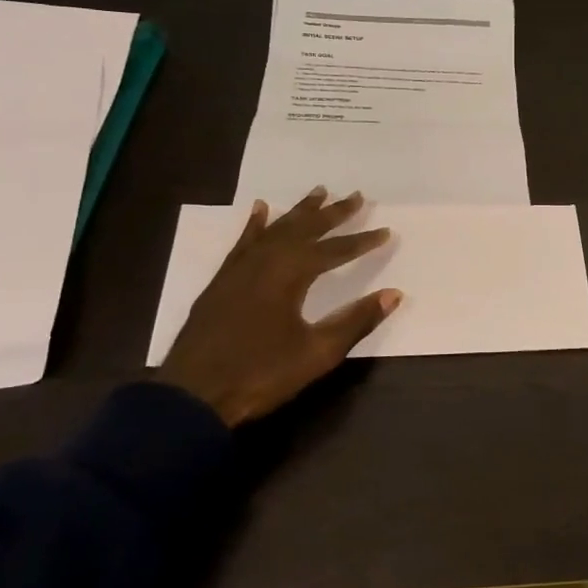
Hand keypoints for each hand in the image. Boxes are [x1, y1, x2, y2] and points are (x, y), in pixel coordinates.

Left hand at [159, 187, 400, 425]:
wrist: (193, 396)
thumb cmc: (261, 374)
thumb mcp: (317, 352)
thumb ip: (356, 320)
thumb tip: (394, 294)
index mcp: (291, 274)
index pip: (335, 250)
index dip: (362, 241)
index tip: (386, 231)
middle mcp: (266, 261)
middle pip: (305, 229)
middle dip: (333, 213)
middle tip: (357, 195)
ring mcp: (240, 269)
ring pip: (276, 229)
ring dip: (299, 212)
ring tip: (319, 191)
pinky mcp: (222, 281)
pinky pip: (244, 242)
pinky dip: (255, 224)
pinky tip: (260, 210)